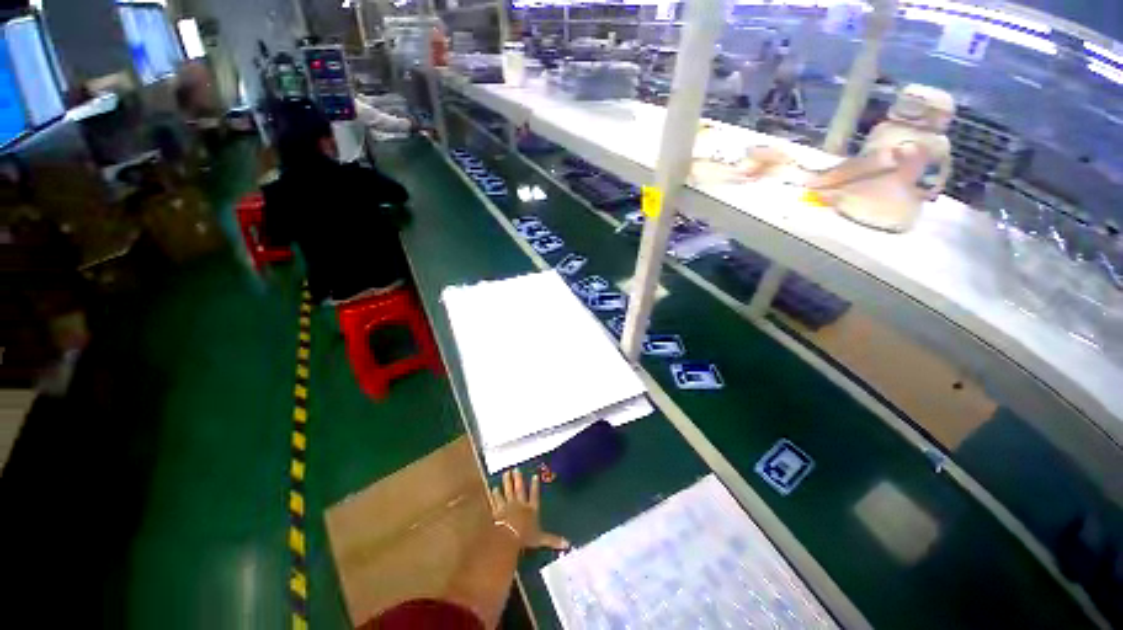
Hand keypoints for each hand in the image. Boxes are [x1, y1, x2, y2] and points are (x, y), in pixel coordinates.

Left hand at [489, 468, 568, 550]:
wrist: (509, 536)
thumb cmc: (526, 537)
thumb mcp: (541, 539)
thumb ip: (552, 540)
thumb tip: (567, 544)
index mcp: (531, 509)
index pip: (534, 495)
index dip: (535, 486)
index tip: (534, 476)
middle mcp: (520, 504)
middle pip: (519, 489)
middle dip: (518, 479)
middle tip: (516, 469)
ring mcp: (509, 505)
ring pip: (508, 491)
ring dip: (507, 482)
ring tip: (506, 473)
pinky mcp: (499, 509)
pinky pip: (497, 500)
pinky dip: (495, 494)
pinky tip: (493, 489)